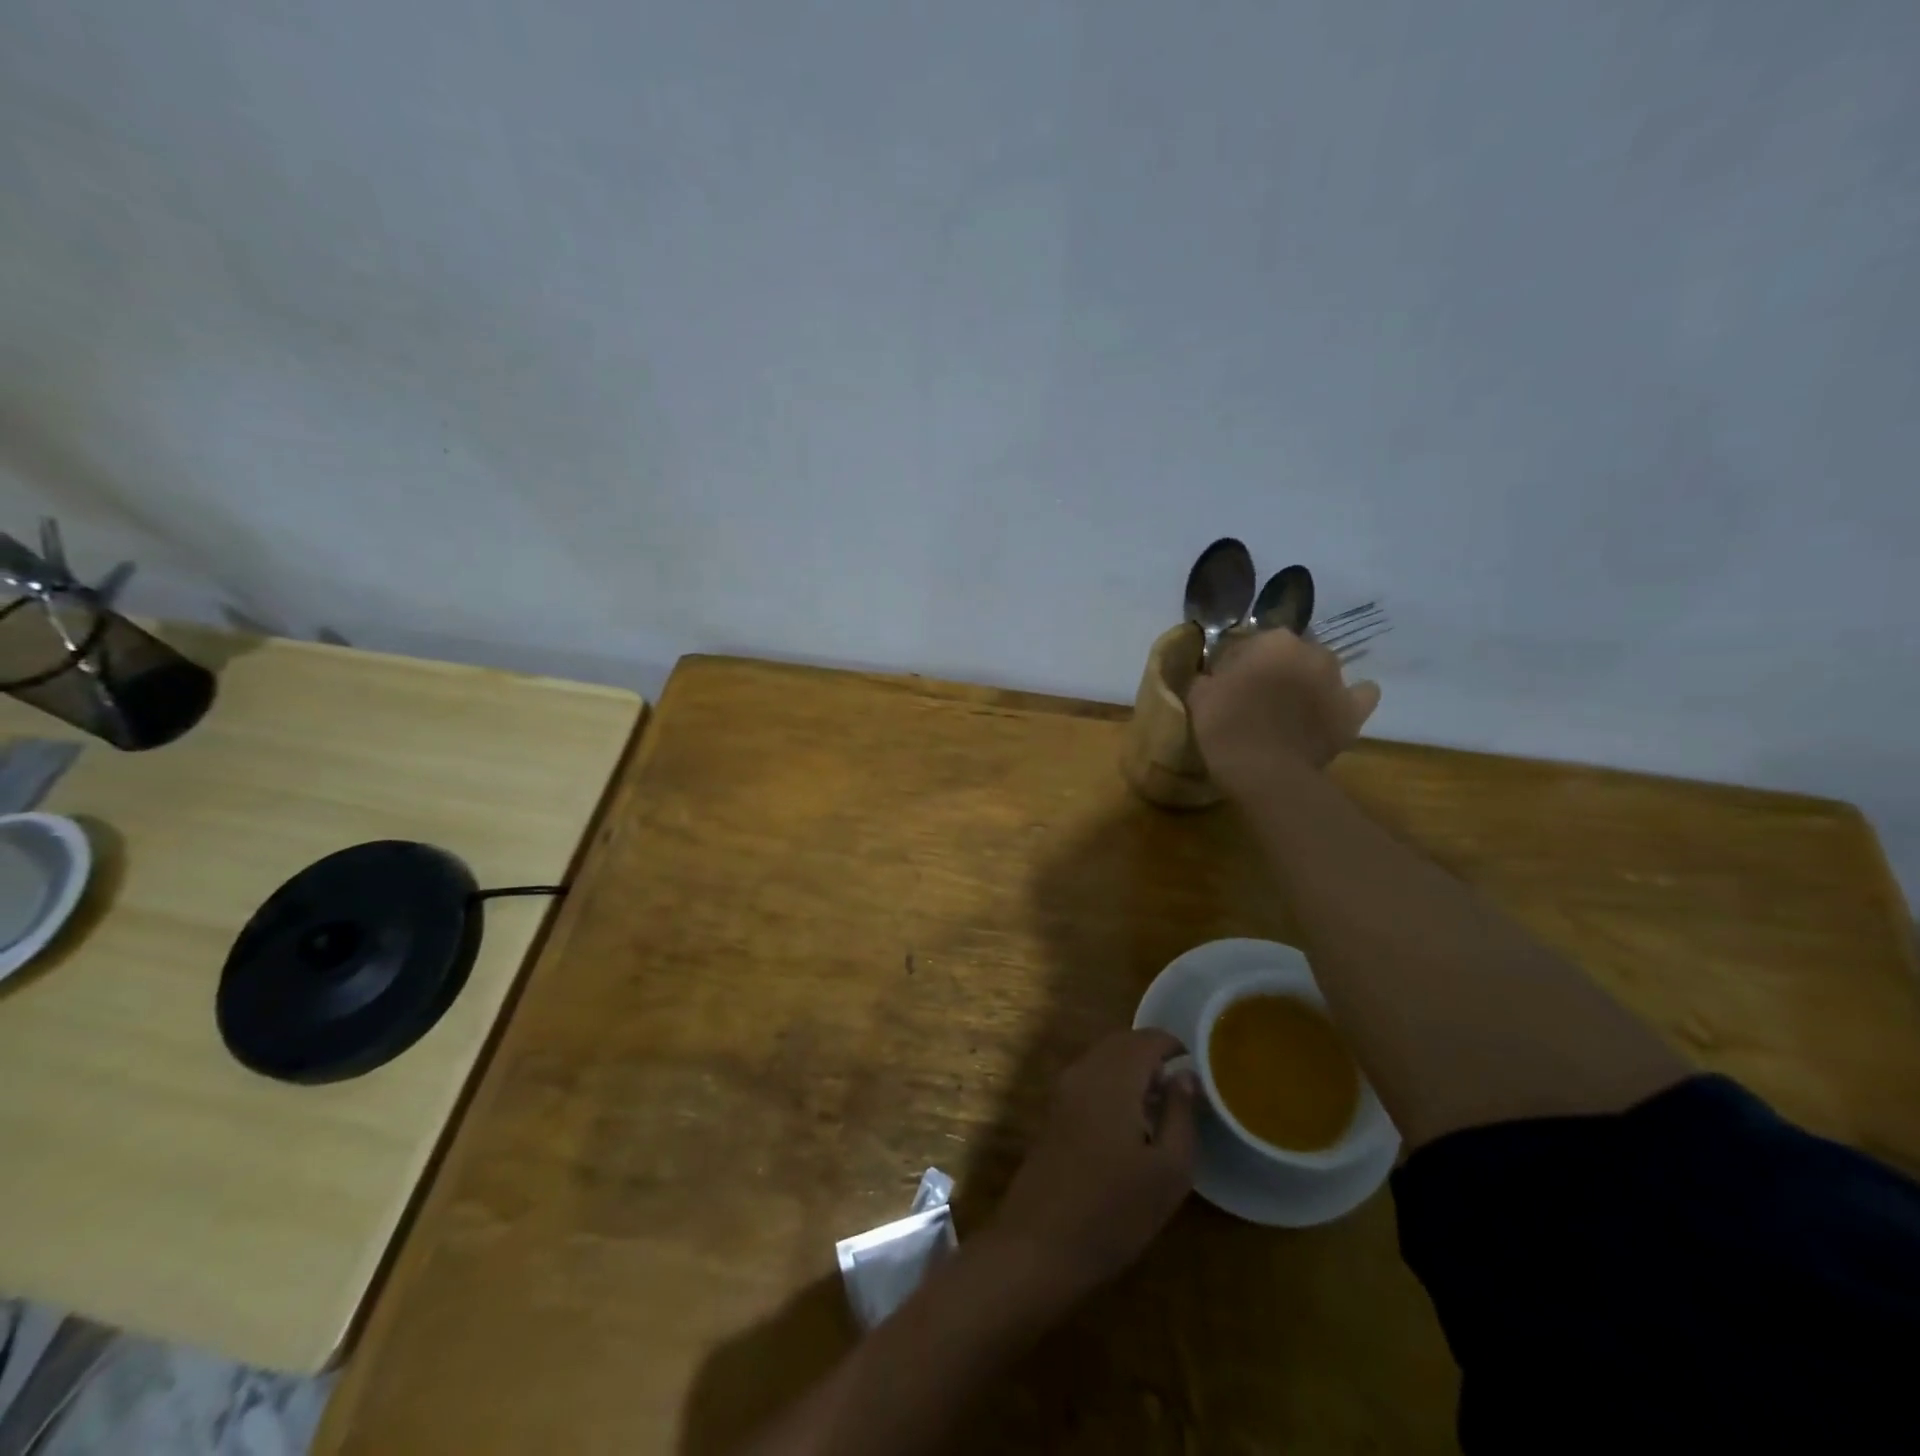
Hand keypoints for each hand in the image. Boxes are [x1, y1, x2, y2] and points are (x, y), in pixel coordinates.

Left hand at [992, 1029, 1196, 1295]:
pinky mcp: (1052, 1110)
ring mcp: (1063, 1089)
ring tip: (1159, 1107)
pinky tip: (1127, 1123)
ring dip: (1131, 1069)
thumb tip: (1186, 1076)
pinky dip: (1112, 1083)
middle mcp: (1084, 1071)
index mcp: (1114, 1077)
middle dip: (1152, 1055)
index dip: (1174, 1046)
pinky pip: (1088, 1077)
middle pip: (1122, 1042)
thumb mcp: (1168, 1171)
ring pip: (1103, 1058)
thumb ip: (1181, 1115)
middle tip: (1180, 1088)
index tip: (1197, 1069)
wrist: (1039, 1243)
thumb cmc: (1114, 1211)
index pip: (1147, 1038)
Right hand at [1187, 628, 1380, 790]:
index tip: (1225, 684)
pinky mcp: (1354, 711)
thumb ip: (1208, 676)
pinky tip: (1333, 709)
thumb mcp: (1199, 695)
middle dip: (1276, 669)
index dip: (1236, 664)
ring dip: (1309, 682)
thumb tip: (1213, 676)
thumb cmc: (1226, 727)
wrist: (1266, 772)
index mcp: (1272, 641)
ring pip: (1323, 671)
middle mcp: (1311, 651)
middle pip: (1290, 654)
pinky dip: (1348, 699)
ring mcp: (1338, 681)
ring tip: (1293, 708)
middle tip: (1257, 696)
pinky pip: (1360, 695)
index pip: (1250, 643)